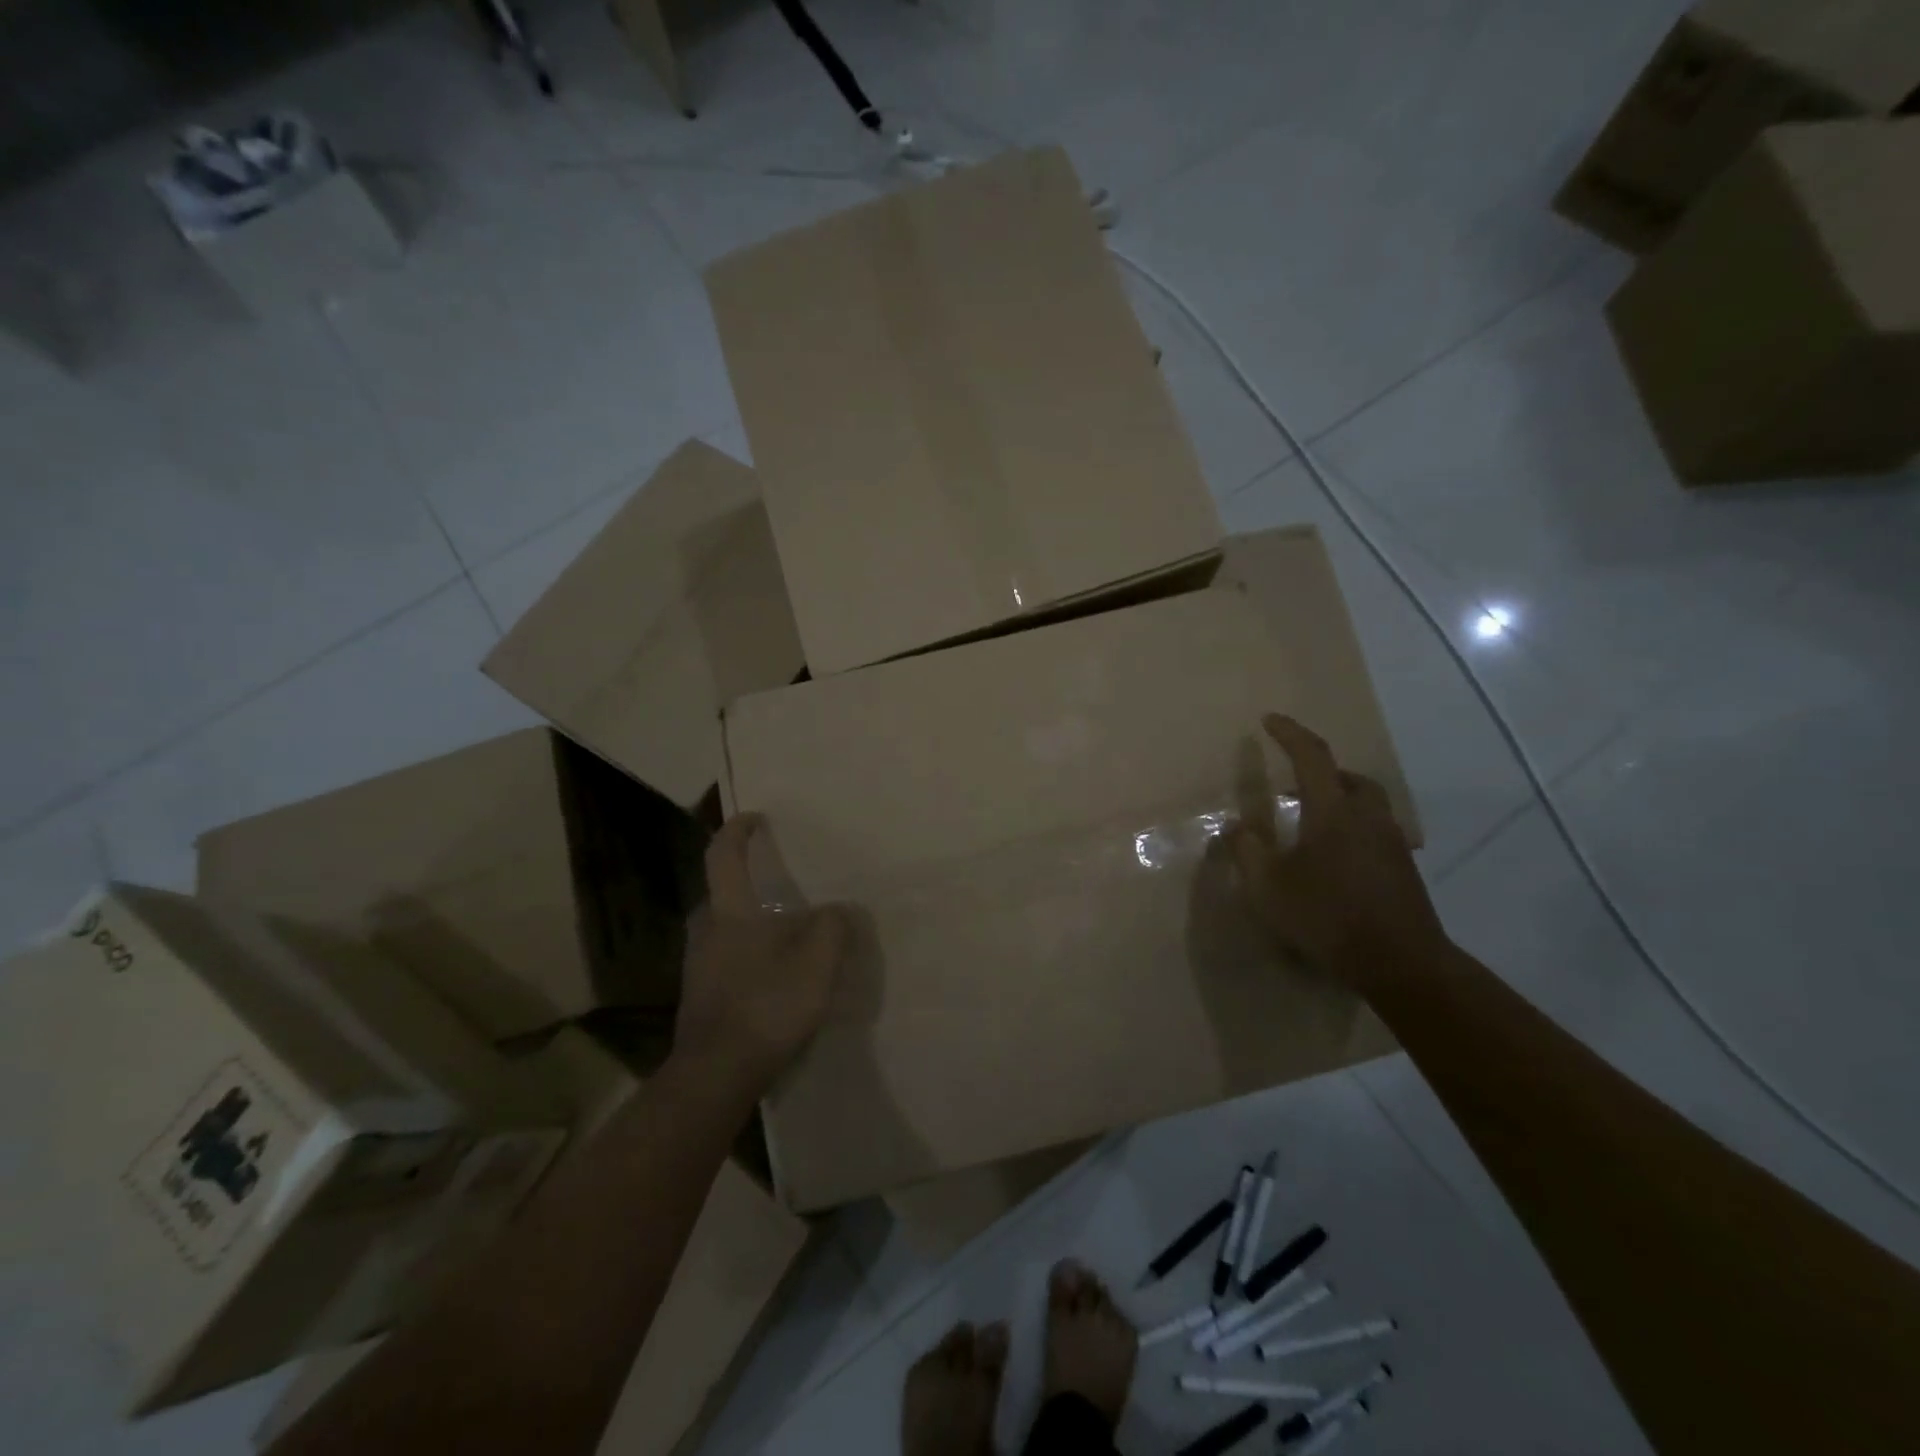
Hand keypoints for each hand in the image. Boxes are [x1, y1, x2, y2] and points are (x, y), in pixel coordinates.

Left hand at [673, 814, 852, 1092]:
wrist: (715, 1075)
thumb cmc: (766, 1006)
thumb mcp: (816, 963)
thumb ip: (833, 927)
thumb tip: (838, 909)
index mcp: (729, 913)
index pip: (723, 856)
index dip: (737, 831)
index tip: (754, 818)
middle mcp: (705, 932)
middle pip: (721, 894)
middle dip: (746, 885)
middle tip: (779, 888)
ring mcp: (697, 967)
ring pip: (722, 930)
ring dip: (747, 924)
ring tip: (783, 935)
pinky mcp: (699, 997)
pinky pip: (723, 960)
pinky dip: (745, 955)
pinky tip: (771, 977)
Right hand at [1230, 714, 1447, 985]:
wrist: (1400, 962)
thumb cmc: (1326, 916)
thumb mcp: (1268, 887)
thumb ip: (1247, 851)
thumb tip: (1237, 826)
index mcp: (1332, 811)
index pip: (1311, 756)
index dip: (1289, 733)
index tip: (1269, 720)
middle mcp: (1367, 816)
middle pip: (1348, 777)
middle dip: (1320, 772)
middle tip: (1292, 787)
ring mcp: (1391, 842)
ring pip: (1366, 804)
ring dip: (1339, 801)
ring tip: (1311, 826)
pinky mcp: (1403, 868)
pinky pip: (1375, 831)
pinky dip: (1352, 829)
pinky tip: (1334, 861)